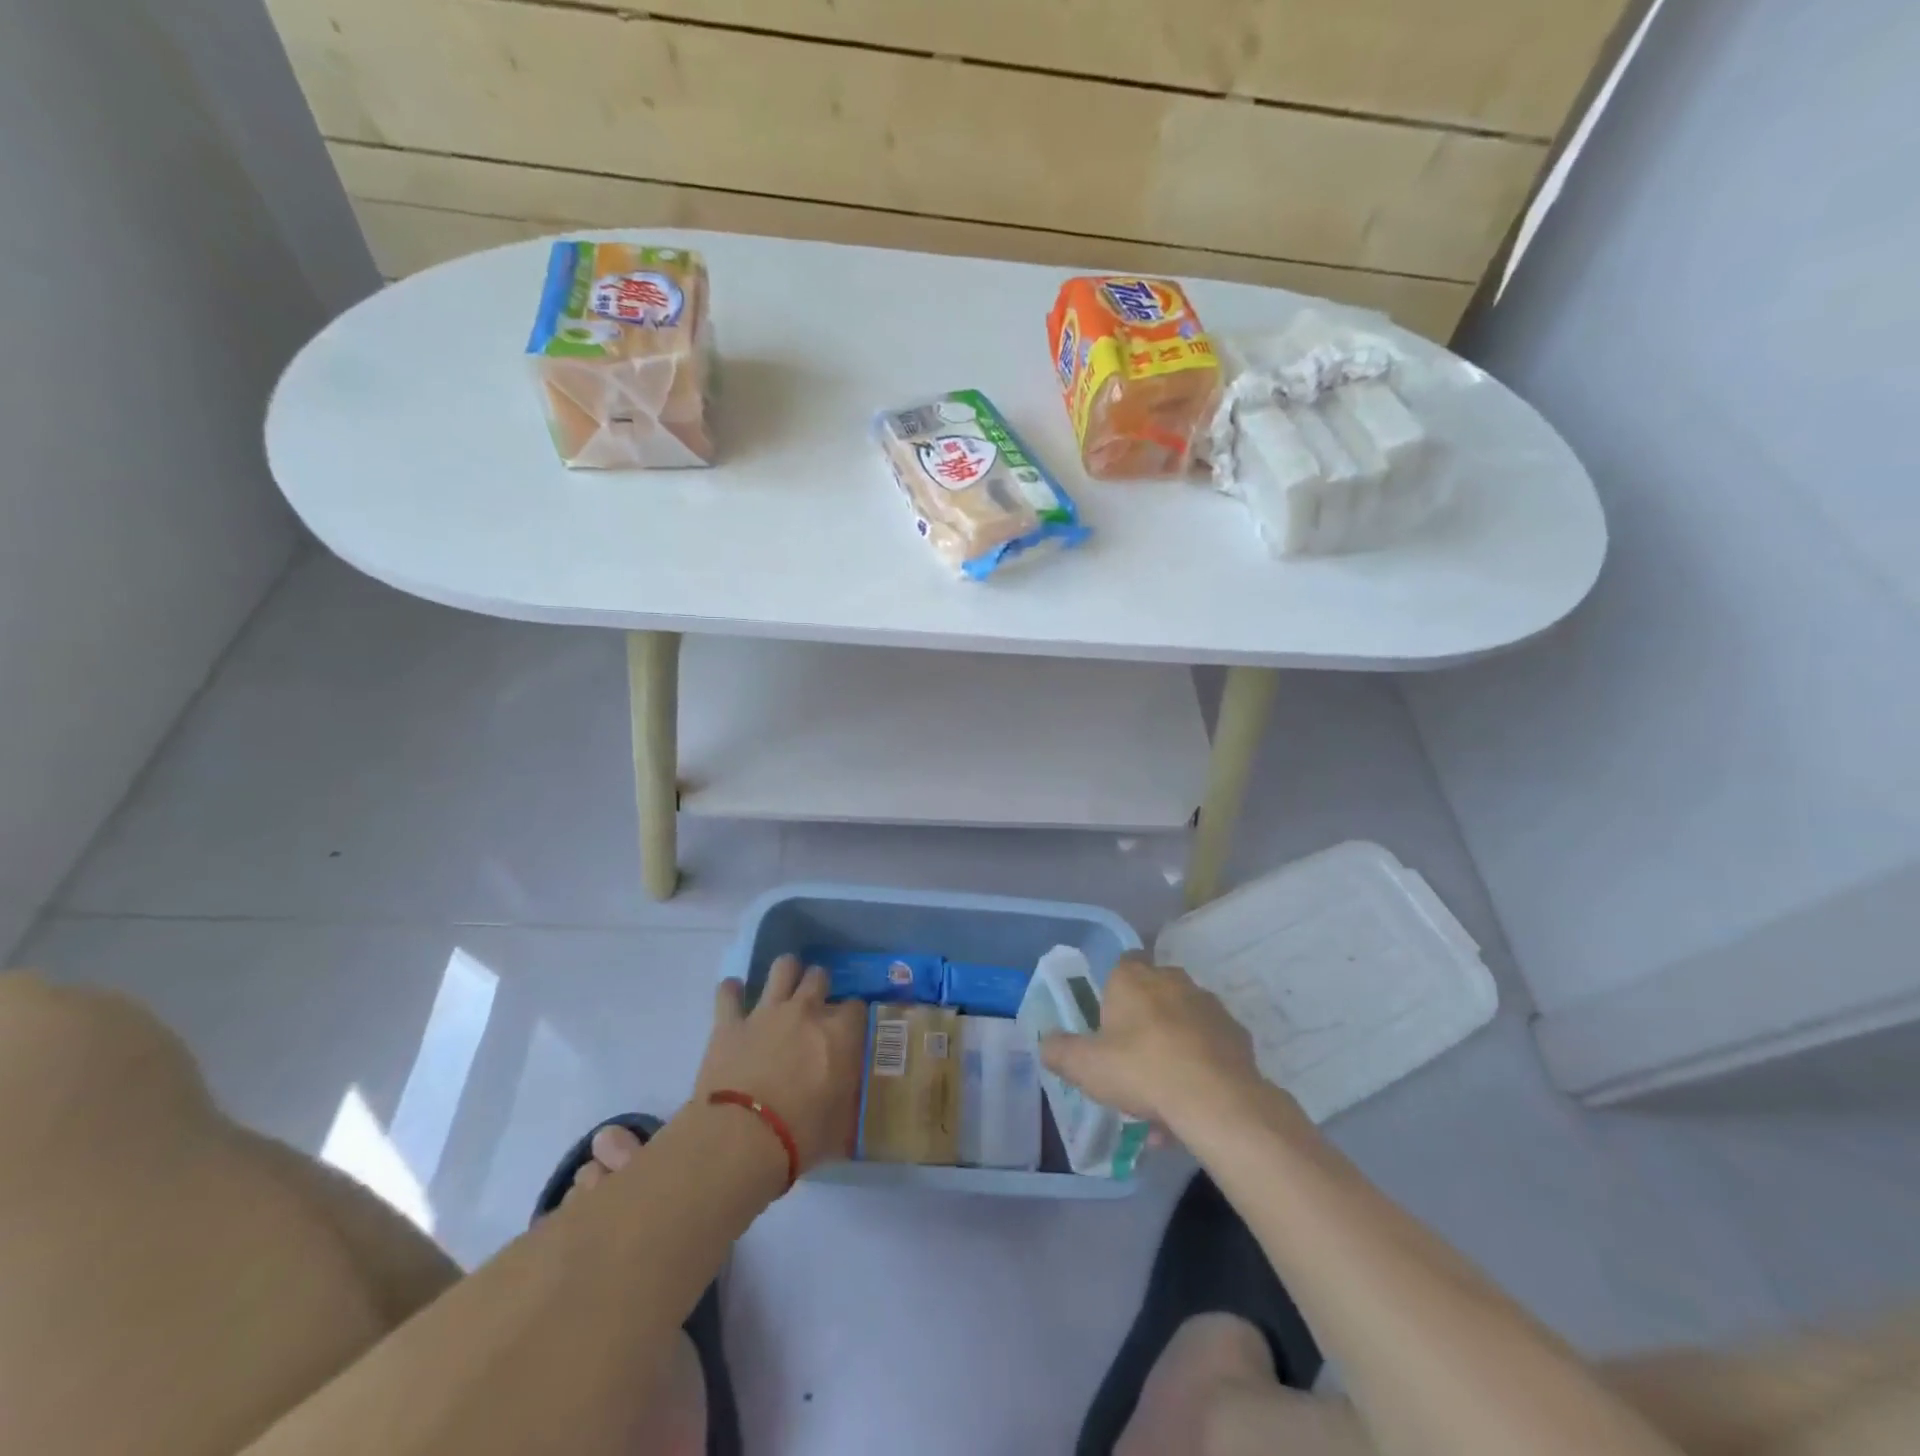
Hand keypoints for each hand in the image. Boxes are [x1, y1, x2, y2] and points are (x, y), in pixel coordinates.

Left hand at [694, 955, 866, 1172]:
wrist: (742, 1138)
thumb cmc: (801, 1135)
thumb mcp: (841, 1123)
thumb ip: (848, 1099)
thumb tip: (852, 1100)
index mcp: (839, 1033)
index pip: (856, 1007)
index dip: (853, 1016)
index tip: (849, 1029)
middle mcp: (806, 1011)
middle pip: (819, 977)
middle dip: (820, 985)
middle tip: (816, 1003)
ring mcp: (767, 1012)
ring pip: (782, 968)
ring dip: (785, 972)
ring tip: (784, 983)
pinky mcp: (730, 1022)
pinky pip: (729, 993)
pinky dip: (732, 991)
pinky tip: (734, 993)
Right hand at [1039, 955, 1283, 1136]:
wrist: (1217, 1101)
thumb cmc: (1141, 1070)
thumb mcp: (1085, 1066)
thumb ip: (1060, 1051)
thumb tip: (1046, 1043)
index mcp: (1133, 977)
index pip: (1122, 963)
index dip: (1114, 991)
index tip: (1108, 1023)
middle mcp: (1173, 980)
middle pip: (1154, 993)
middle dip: (1144, 1022)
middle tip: (1130, 1063)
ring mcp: (1209, 1005)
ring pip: (1183, 1024)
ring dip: (1172, 1049)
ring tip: (1161, 1099)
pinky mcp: (1237, 1035)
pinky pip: (1209, 1048)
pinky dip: (1199, 1069)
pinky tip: (1189, 1107)